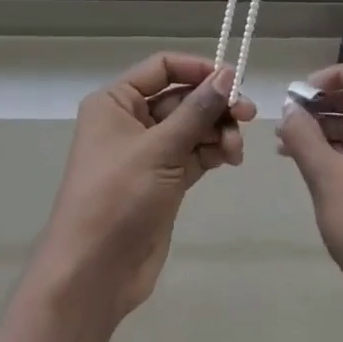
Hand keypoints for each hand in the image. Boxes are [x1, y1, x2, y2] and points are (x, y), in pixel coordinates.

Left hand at [38, 53, 253, 320]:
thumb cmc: (118, 197)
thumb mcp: (159, 148)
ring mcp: (147, 152)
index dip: (198, 69)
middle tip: (248, 116)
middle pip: (182, 98)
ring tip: (235, 151)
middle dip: (214, 105)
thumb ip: (197, 110)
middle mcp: (130, 121)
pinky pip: (194, 153)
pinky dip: (213, 152)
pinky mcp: (163, 180)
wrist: (94, 273)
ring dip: (218, 132)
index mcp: (115, 102)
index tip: (233, 80)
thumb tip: (228, 73)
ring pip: (192, 127)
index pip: (162, 68)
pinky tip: (230, 160)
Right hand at [276, 63, 342, 315]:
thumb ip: (303, 133)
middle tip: (292, 113)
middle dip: (326, 104)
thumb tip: (289, 110)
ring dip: (328, 129)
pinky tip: (305, 161)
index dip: (335, 76)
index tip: (303, 90)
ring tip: (287, 140)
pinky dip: (339, 151)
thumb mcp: (324, 172)